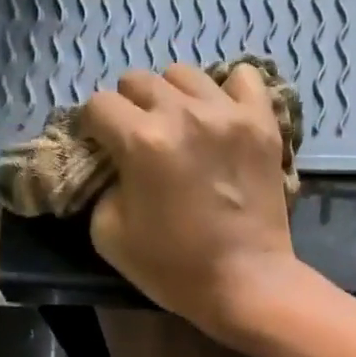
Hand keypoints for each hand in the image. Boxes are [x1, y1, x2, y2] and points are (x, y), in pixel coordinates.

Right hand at [81, 62, 303, 340]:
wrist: (245, 282)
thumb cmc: (174, 268)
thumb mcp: (109, 235)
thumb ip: (101, 186)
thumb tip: (111, 164)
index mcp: (141, 141)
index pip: (99, 105)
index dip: (93, 127)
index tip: (101, 148)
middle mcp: (183, 113)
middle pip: (138, 80)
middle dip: (129, 108)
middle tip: (138, 140)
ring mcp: (228, 113)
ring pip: (184, 74)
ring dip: (172, 97)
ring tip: (180, 127)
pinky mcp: (262, 122)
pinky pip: (243, 78)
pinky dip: (227, 91)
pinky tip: (220, 116)